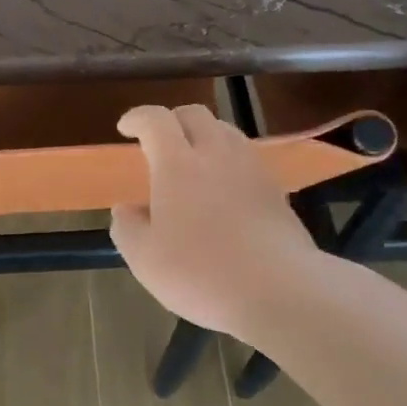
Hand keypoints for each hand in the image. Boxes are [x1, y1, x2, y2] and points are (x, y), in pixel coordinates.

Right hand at [110, 104, 318, 343]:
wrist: (280, 291)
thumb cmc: (201, 273)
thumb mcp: (144, 259)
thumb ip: (127, 228)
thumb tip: (126, 209)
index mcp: (177, 164)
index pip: (155, 120)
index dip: (137, 118)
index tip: (126, 128)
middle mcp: (216, 154)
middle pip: (195, 114)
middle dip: (172, 120)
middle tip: (158, 141)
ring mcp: (251, 169)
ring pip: (225, 132)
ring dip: (203, 136)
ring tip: (191, 161)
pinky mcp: (275, 190)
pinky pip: (246, 158)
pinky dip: (227, 161)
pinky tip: (222, 189)